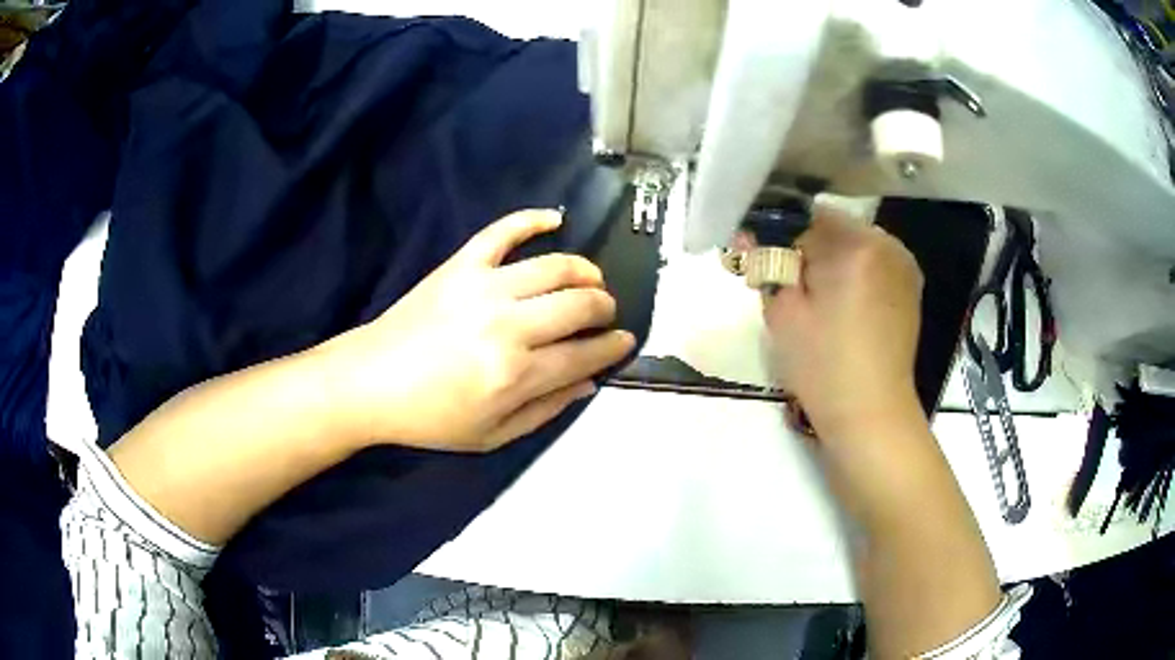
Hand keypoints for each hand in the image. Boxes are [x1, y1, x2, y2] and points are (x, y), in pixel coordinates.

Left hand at [315, 209, 634, 452]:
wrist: (370, 382)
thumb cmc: (431, 418)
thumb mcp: (493, 435)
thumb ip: (546, 410)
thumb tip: (588, 382)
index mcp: (516, 374)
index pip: (585, 353)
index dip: (613, 347)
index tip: (625, 342)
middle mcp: (508, 325)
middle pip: (580, 304)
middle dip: (605, 308)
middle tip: (604, 315)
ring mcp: (483, 287)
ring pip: (555, 266)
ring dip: (584, 271)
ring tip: (589, 281)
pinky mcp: (461, 265)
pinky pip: (503, 231)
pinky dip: (532, 219)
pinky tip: (555, 218)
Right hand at [761, 204, 923, 441]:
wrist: (871, 413)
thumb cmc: (823, 366)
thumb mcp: (782, 311)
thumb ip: (767, 262)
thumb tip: (753, 233)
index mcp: (856, 244)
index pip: (806, 215)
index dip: (783, 237)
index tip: (771, 266)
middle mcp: (887, 244)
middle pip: (834, 228)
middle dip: (810, 250)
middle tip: (793, 289)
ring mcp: (904, 265)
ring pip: (854, 245)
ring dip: (833, 262)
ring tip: (821, 303)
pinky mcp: (910, 286)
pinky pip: (874, 263)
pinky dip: (856, 275)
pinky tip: (847, 309)